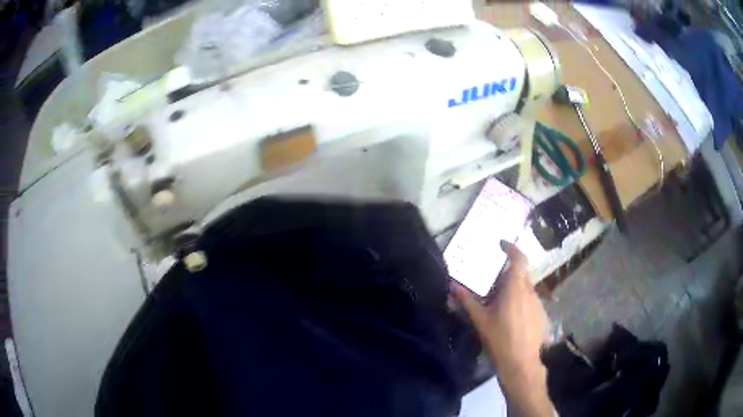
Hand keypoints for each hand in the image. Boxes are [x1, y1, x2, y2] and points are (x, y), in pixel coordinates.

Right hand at [452, 240, 553, 416]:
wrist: (520, 362)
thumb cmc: (499, 338)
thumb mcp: (480, 319)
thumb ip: (466, 300)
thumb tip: (451, 285)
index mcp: (516, 287)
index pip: (518, 258)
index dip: (511, 248)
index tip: (501, 244)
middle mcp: (530, 291)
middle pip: (521, 274)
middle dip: (508, 274)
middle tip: (493, 283)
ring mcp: (538, 303)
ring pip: (526, 289)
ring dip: (515, 290)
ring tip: (500, 304)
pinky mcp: (542, 315)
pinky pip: (531, 301)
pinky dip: (521, 302)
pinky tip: (512, 319)